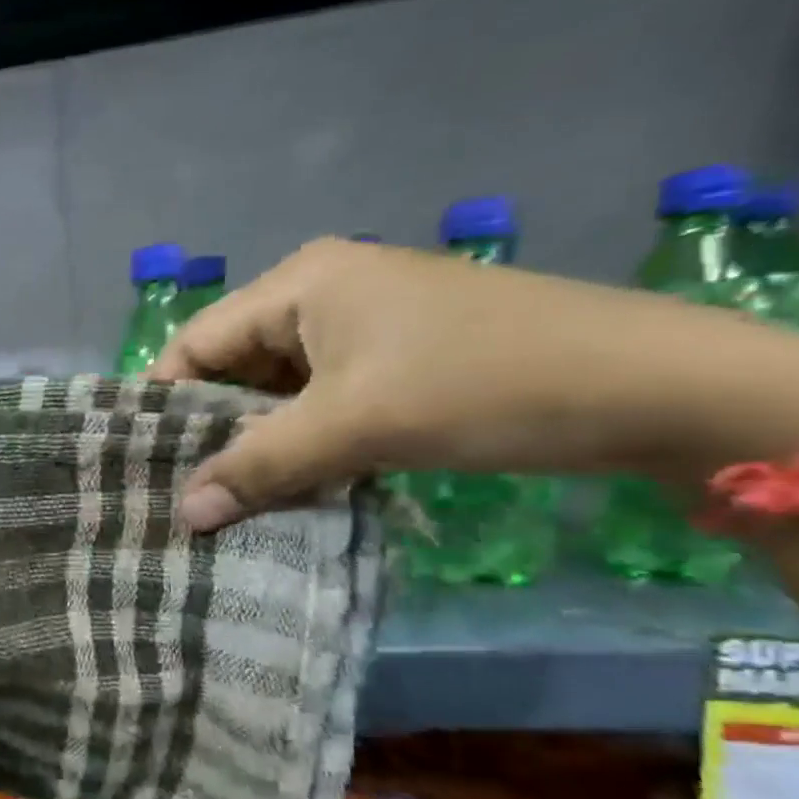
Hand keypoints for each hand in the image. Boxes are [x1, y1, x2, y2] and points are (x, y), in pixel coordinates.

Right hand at [153, 238, 798, 530]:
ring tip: (229, 500)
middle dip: (212, 430)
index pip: (198, 341)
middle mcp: (324, 295)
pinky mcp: (399, 363)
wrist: (655, 390)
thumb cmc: (482, 385)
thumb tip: (184, 514)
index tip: (143, 465)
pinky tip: (291, 487)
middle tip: (182, 493)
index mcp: (301, 284)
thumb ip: (260, 466)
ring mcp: (366, 329)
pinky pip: (323, 403)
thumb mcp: (356, 426)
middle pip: (236, 366)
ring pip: (281, 391)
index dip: (165, 403)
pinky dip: (304, 443)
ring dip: (260, 443)